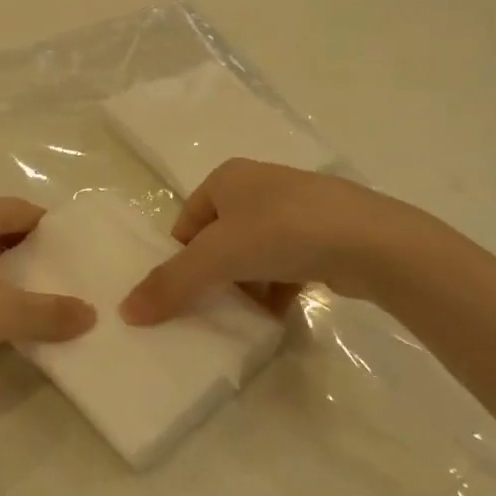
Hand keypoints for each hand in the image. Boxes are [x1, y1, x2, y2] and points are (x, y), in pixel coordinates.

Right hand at [121, 159, 397, 324]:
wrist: (370, 240)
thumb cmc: (281, 232)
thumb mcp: (217, 257)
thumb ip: (170, 284)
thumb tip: (125, 311)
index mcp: (228, 178)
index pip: (187, 221)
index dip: (182, 258)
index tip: (186, 293)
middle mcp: (259, 186)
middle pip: (220, 239)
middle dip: (216, 276)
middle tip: (214, 309)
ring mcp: (295, 208)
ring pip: (254, 254)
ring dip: (248, 286)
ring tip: (248, 317)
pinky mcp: (323, 233)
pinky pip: (286, 262)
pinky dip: (277, 288)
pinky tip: (278, 313)